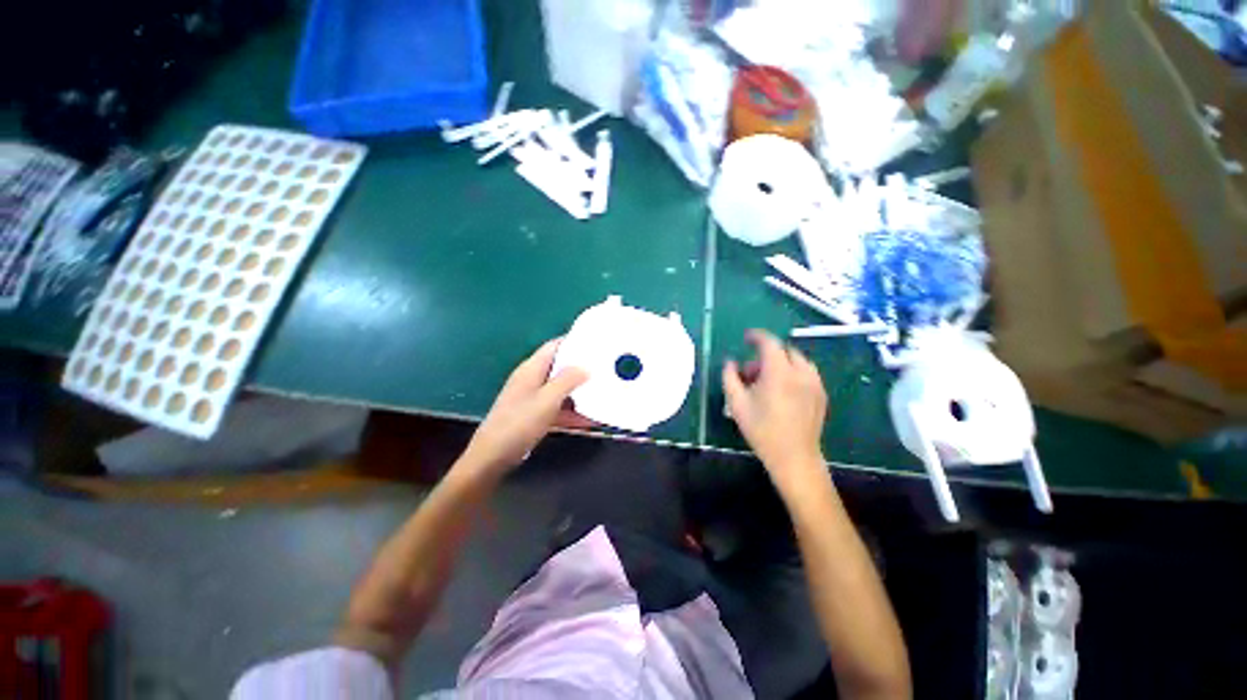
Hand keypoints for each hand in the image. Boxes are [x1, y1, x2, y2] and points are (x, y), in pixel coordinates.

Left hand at [462, 338, 590, 476]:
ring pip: (560, 388)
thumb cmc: (520, 423)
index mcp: (531, 368)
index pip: (554, 346)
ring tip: (601, 391)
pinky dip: (571, 410)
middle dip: (580, 368)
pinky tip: (589, 418)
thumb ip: (568, 380)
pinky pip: (557, 406)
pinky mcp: (533, 414)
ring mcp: (531, 397)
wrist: (493, 456)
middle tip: (604, 368)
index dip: (574, 342)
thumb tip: (586, 366)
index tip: (596, 344)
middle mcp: (531, 379)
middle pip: (559, 367)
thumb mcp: (548, 400)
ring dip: (578, 391)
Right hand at [722, 330, 828, 491]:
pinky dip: (792, 372)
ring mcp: (815, 383)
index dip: (756, 336)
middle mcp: (801, 372)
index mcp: (779, 372)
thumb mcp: (736, 403)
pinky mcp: (821, 394)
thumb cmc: (761, 430)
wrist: (794, 457)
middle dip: (766, 355)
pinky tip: (783, 391)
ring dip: (780, 363)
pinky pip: (806, 373)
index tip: (746, 338)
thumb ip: (729, 376)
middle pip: (784, 351)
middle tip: (751, 372)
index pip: (769, 343)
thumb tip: (730, 362)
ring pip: (797, 361)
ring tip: (767, 381)